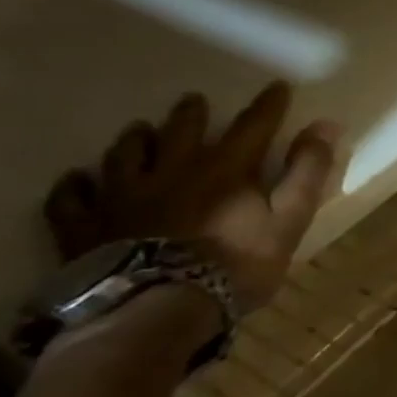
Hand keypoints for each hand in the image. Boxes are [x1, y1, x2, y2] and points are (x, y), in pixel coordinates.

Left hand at [44, 82, 341, 312]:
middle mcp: (170, 171)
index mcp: (224, 169)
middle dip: (191, 114)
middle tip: (194, 101)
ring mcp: (121, 197)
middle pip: (180, 132)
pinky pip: (70, 199)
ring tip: (139, 130)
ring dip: (135, 140)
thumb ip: (307, 172)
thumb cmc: (235, 265)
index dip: (268, 105)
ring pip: (124, 155)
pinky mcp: (84, 227)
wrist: (156, 309)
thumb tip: (326, 125)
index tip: (278, 86)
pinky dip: (74, 186)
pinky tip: (77, 179)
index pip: (253, 126)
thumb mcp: (289, 219)